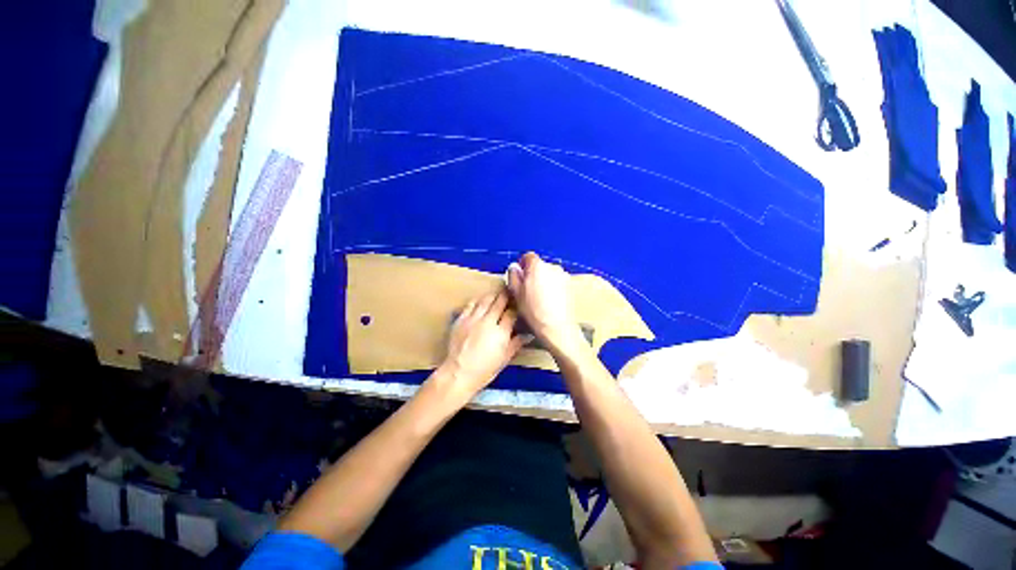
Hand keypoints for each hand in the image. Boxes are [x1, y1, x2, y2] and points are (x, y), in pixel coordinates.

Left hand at [435, 289, 524, 401]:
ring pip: (485, 300)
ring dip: (493, 295)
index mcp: (500, 332)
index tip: (518, 304)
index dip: (516, 307)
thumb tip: (529, 335)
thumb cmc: (484, 370)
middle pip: (499, 302)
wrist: (458, 373)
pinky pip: (470, 304)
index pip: (511, 313)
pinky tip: (481, 300)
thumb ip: (516, 343)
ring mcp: (473, 319)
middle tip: (509, 291)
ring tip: (497, 293)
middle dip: (506, 296)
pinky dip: (478, 300)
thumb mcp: (504, 359)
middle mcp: (487, 321)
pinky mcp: (461, 319)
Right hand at [507, 252, 582, 353]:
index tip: (520, 276)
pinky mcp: (571, 286)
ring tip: (540, 297)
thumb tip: (514, 267)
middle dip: (533, 274)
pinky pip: (558, 282)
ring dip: (544, 280)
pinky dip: (553, 287)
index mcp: (538, 266)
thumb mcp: (516, 293)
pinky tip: (550, 301)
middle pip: (540, 265)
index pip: (528, 256)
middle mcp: (553, 266)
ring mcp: (564, 276)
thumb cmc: (533, 310)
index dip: (522, 265)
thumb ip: (513, 276)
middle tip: (528, 289)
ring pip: (549, 274)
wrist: (557, 326)